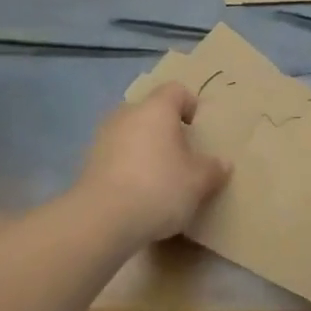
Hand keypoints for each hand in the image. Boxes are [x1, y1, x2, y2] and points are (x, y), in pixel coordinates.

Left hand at [75, 83, 230, 244]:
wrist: (102, 220)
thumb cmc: (158, 188)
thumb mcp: (198, 182)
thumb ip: (212, 169)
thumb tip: (222, 164)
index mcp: (156, 110)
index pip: (176, 90)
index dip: (190, 104)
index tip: (197, 128)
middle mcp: (127, 115)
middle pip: (150, 112)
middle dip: (166, 129)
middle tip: (182, 155)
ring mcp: (103, 138)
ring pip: (131, 134)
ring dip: (145, 149)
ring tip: (159, 177)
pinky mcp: (88, 163)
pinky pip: (116, 157)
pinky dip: (128, 168)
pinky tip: (137, 194)